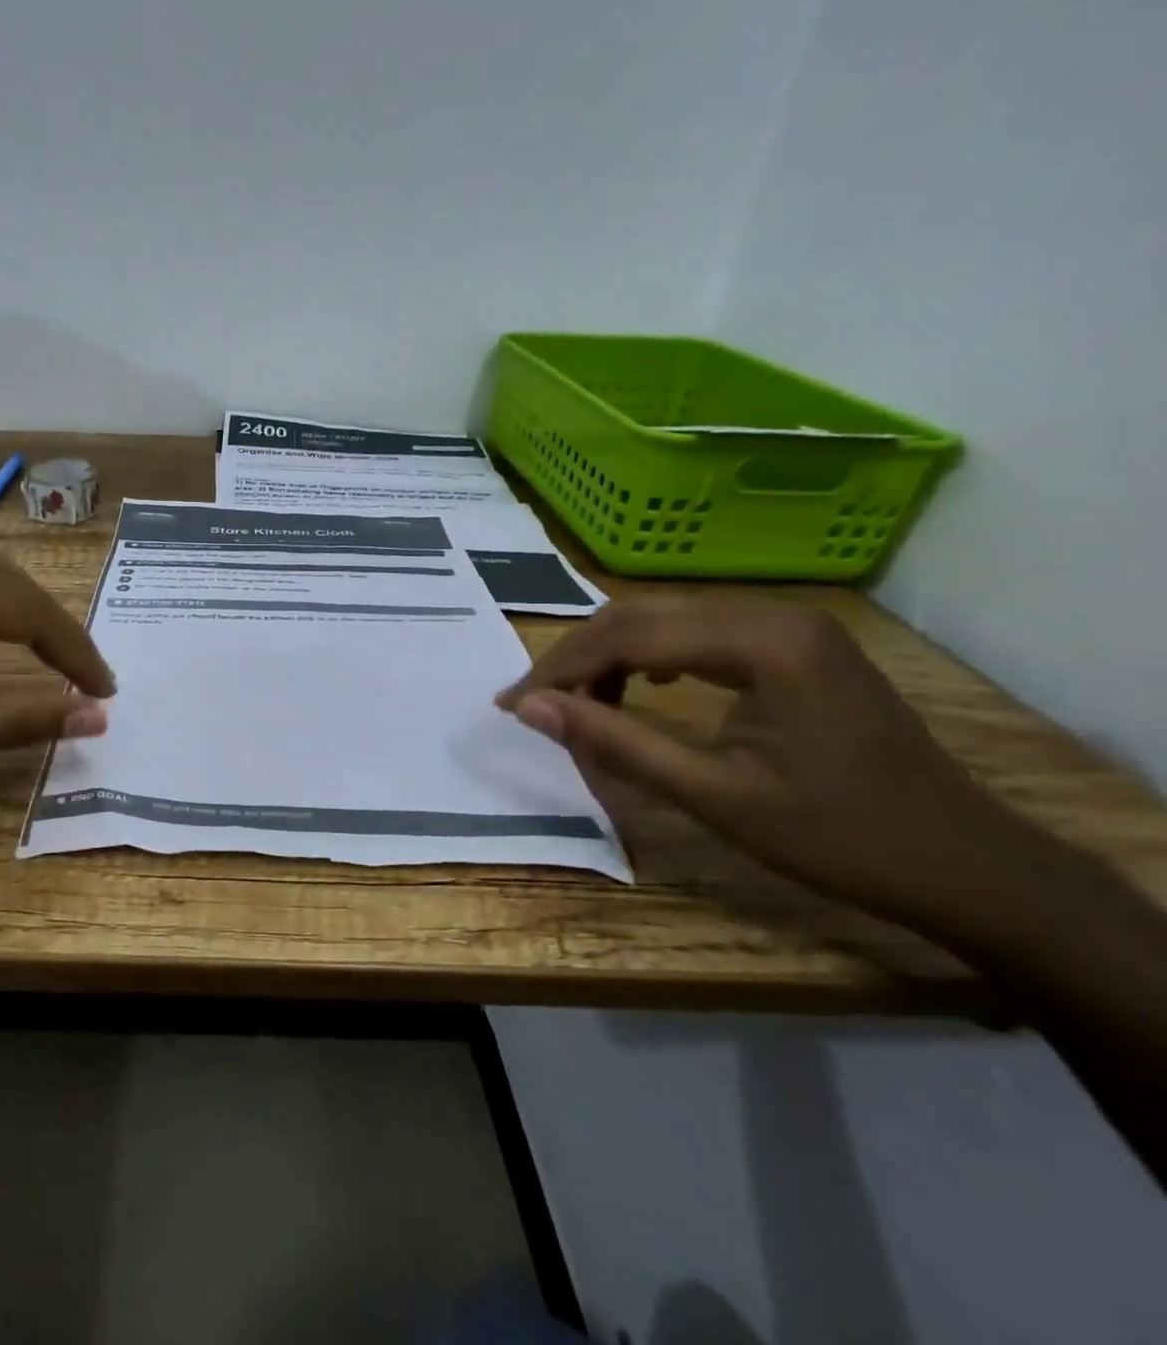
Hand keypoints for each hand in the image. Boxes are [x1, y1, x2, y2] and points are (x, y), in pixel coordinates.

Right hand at [496, 598, 1040, 928]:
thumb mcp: (713, 795)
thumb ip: (615, 742)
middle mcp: (772, 615)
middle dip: (576, 658)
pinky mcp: (794, 647)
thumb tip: (530, 709)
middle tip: (534, 705)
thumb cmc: (840, 837)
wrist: (969, 866)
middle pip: (640, 615)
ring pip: (665, 620)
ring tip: (577, 704)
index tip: (512, 706)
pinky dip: (649, 659)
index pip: (628, 634)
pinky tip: (638, 686)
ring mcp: (788, 626)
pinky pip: (697, 635)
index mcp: (762, 642)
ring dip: (609, 658)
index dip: (559, 668)